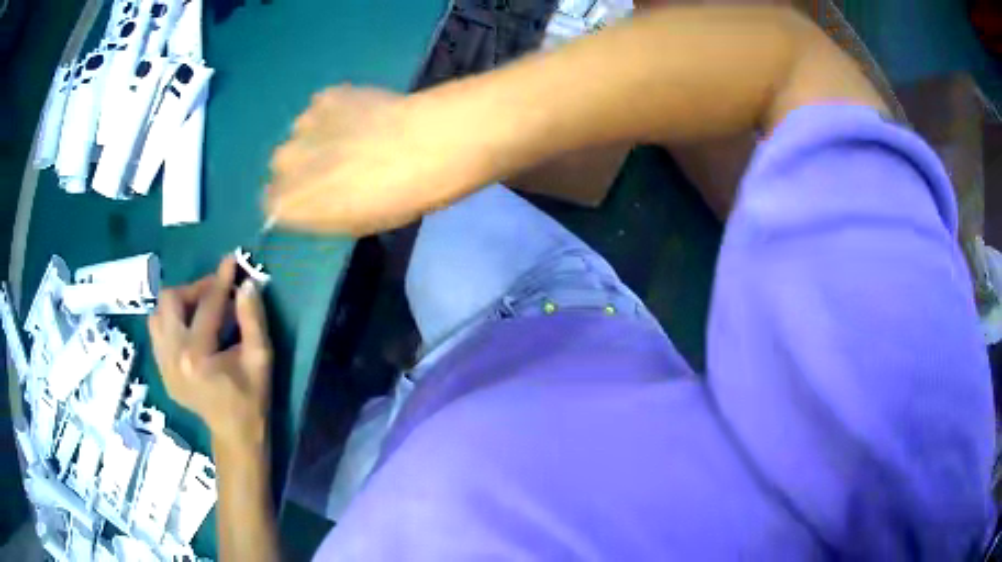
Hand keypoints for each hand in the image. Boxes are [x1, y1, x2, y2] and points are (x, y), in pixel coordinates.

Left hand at [148, 258, 272, 450]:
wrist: (234, 435)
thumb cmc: (251, 399)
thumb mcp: (260, 359)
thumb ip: (253, 319)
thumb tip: (247, 283)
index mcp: (197, 357)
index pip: (207, 307)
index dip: (221, 280)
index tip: (231, 260)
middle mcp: (172, 357)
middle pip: (170, 301)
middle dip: (193, 289)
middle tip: (215, 293)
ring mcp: (162, 365)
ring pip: (158, 315)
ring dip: (179, 304)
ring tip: (200, 310)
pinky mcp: (161, 370)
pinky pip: (158, 332)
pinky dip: (172, 321)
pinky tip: (191, 329)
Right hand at [266, 85, 488, 235]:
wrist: (426, 147)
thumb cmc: (394, 199)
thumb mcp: (352, 222)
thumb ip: (319, 211)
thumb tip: (310, 197)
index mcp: (287, 204)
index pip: (273, 202)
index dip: (296, 196)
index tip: (319, 195)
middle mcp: (282, 164)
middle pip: (284, 164)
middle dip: (306, 164)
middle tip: (341, 164)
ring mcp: (301, 125)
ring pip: (303, 133)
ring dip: (321, 136)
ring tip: (359, 137)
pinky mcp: (324, 96)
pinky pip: (322, 107)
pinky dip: (338, 111)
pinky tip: (365, 115)